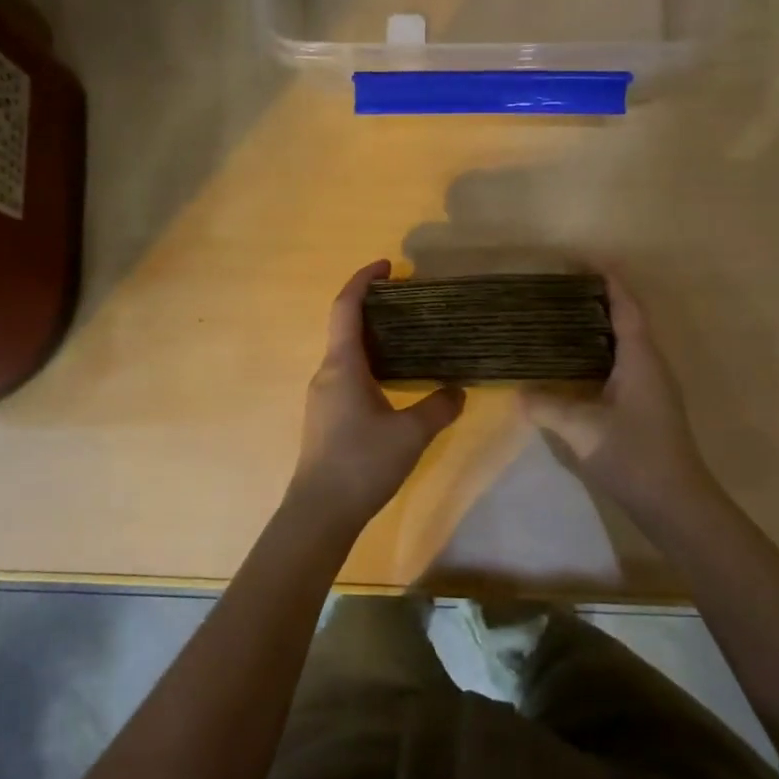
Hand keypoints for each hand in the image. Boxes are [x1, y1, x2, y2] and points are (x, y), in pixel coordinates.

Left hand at [288, 260, 464, 533]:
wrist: (320, 513)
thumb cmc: (362, 463)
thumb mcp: (411, 434)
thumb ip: (439, 407)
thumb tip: (458, 390)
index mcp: (342, 365)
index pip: (346, 308)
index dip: (364, 280)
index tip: (388, 265)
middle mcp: (327, 373)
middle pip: (346, 327)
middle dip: (375, 308)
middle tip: (411, 303)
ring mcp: (323, 396)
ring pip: (347, 354)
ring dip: (374, 338)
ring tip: (409, 338)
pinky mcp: (326, 417)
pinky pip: (348, 375)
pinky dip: (370, 364)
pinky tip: (395, 380)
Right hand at [522, 274, 726, 527]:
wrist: (675, 502)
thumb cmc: (633, 456)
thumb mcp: (582, 429)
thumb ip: (548, 407)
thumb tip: (518, 393)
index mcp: (640, 358)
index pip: (626, 306)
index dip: (609, 279)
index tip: (585, 260)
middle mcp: (650, 364)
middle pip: (628, 318)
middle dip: (601, 297)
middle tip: (563, 288)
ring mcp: (652, 385)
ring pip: (627, 341)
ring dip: (601, 324)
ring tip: (564, 317)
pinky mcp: (647, 404)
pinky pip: (624, 362)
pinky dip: (601, 350)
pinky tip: (576, 363)